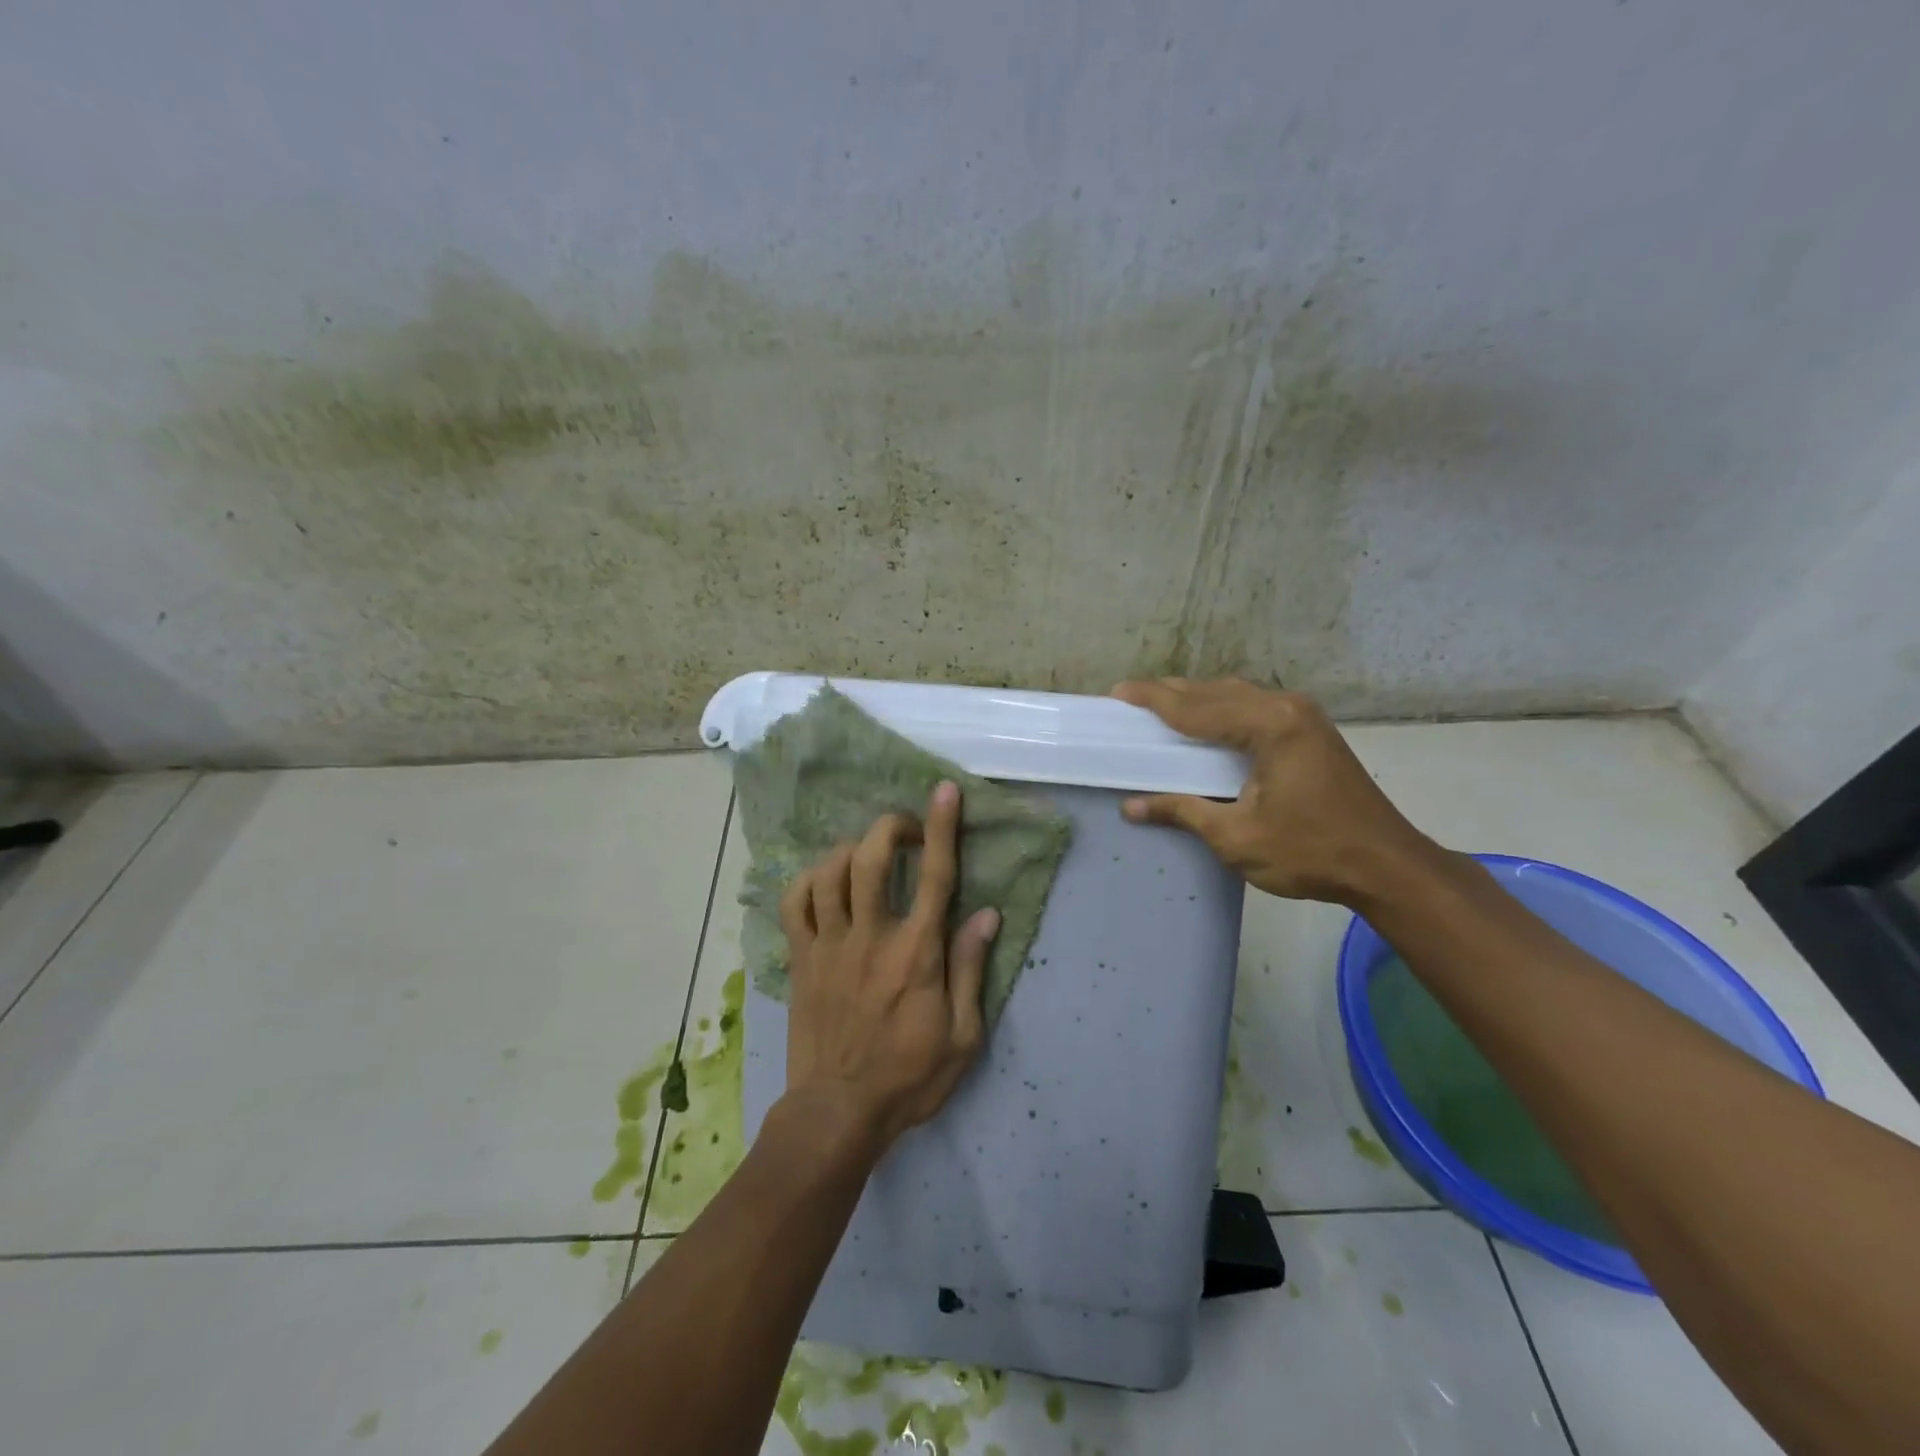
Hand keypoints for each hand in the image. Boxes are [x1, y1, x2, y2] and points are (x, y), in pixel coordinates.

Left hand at [778, 781, 1001, 1153]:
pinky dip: (808, 879)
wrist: (838, 1112)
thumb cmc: (909, 1077)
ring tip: (869, 856)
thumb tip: (986, 914)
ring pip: (830, 872)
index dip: (941, 828)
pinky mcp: (800, 958)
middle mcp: (870, 937)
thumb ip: (971, 969)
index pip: (935, 876)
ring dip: (853, 850)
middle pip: (872, 858)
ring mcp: (828, 945)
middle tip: (908, 831)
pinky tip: (825, 882)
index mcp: (916, 954)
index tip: (944, 792)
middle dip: (891, 828)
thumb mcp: (963, 1036)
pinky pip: (794, 902)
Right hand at [1112, 677, 1439, 905]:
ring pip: (1238, 696)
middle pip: (1217, 691)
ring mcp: (1304, 718)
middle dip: (1172, 693)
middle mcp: (1287, 708)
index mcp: (1269, 725)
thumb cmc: (1310, 851)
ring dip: (1199, 699)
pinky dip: (1223, 710)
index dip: (1154, 700)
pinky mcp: (1312, 733)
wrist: (1387, 866)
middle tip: (1133, 698)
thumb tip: (1132, 806)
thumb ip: (1183, 811)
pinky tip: (1208, 724)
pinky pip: (1255, 708)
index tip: (1118, 692)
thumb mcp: (1236, 837)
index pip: (1197, 707)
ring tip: (1163, 707)